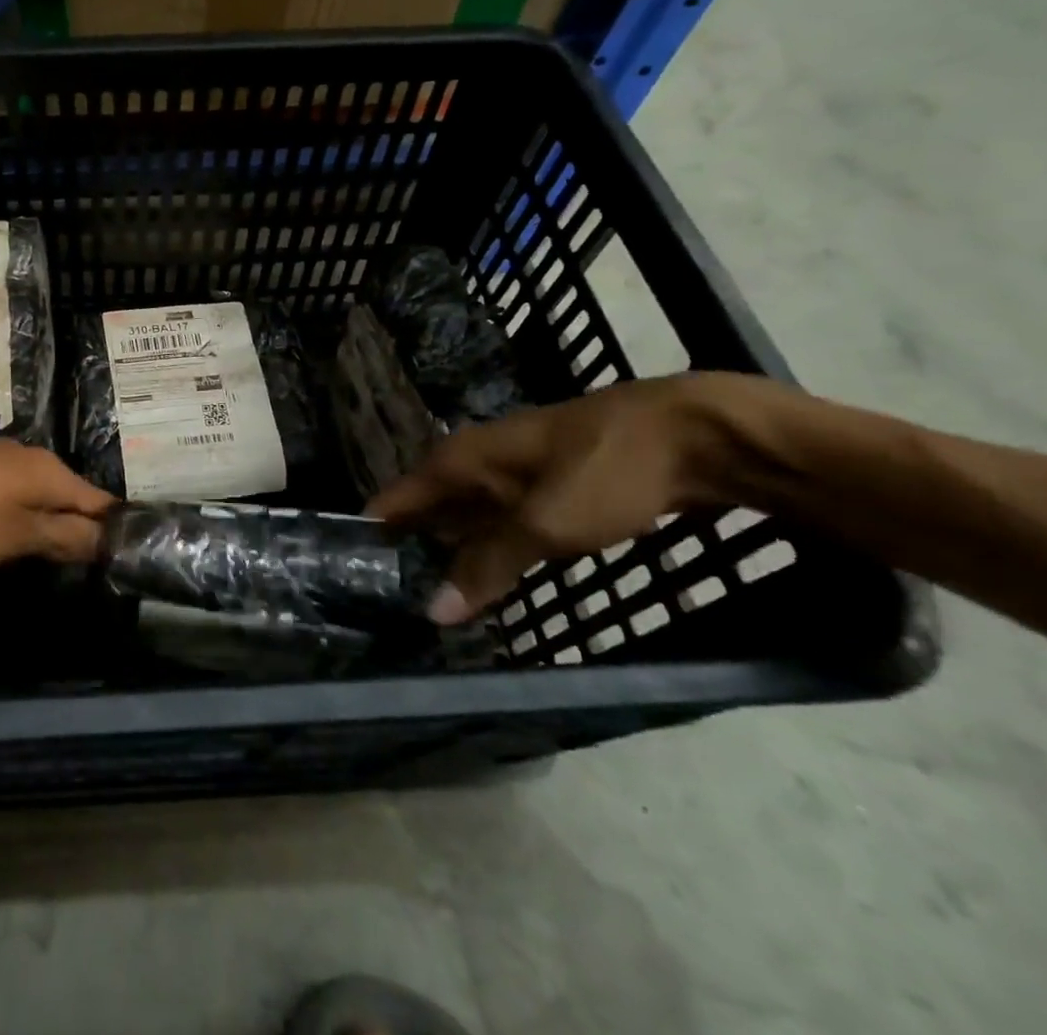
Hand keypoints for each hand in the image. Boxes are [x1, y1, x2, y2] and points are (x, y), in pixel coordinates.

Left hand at [0, 438, 116, 573]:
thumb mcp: (15, 536)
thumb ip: (63, 536)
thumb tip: (109, 538)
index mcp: (49, 470)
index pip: (100, 500)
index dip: (114, 528)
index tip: (127, 557)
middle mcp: (28, 457)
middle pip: (68, 495)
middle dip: (80, 526)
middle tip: (89, 565)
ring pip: (34, 494)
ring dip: (45, 521)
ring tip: (51, 555)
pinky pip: (6, 495)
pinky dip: (14, 515)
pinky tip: (5, 535)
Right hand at [368, 375, 727, 623]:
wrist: (693, 435)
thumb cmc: (604, 470)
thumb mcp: (543, 525)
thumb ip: (486, 566)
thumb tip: (431, 611)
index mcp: (457, 460)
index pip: (394, 500)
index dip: (372, 536)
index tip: (354, 579)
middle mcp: (473, 462)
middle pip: (425, 511)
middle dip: (408, 552)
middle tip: (391, 603)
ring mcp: (510, 473)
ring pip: (463, 519)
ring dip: (450, 555)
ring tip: (432, 601)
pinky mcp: (544, 487)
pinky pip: (498, 523)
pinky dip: (488, 550)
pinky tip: (489, 579)